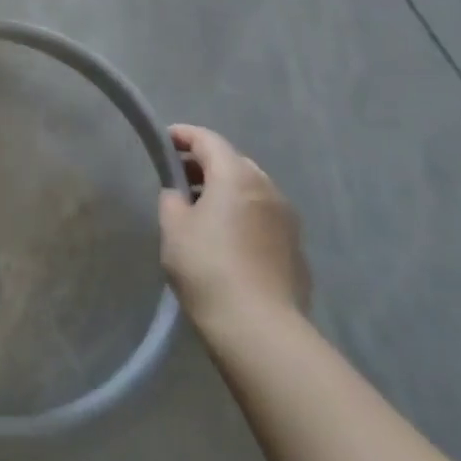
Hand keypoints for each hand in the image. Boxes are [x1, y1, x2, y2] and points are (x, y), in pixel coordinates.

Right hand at [160, 124, 310, 332]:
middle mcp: (268, 189)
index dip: (184, 135)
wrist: (258, 325)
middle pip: (234, 162)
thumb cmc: (206, 267)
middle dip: (206, 163)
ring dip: (226, 189)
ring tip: (201, 208)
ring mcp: (288, 219)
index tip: (164, 140)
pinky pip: (264, 215)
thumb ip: (173, 199)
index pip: (209, 141)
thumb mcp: (173, 227)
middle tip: (180, 176)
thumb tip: (181, 195)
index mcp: (236, 177)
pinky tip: (226, 237)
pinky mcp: (295, 247)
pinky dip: (243, 213)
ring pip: (252, 189)